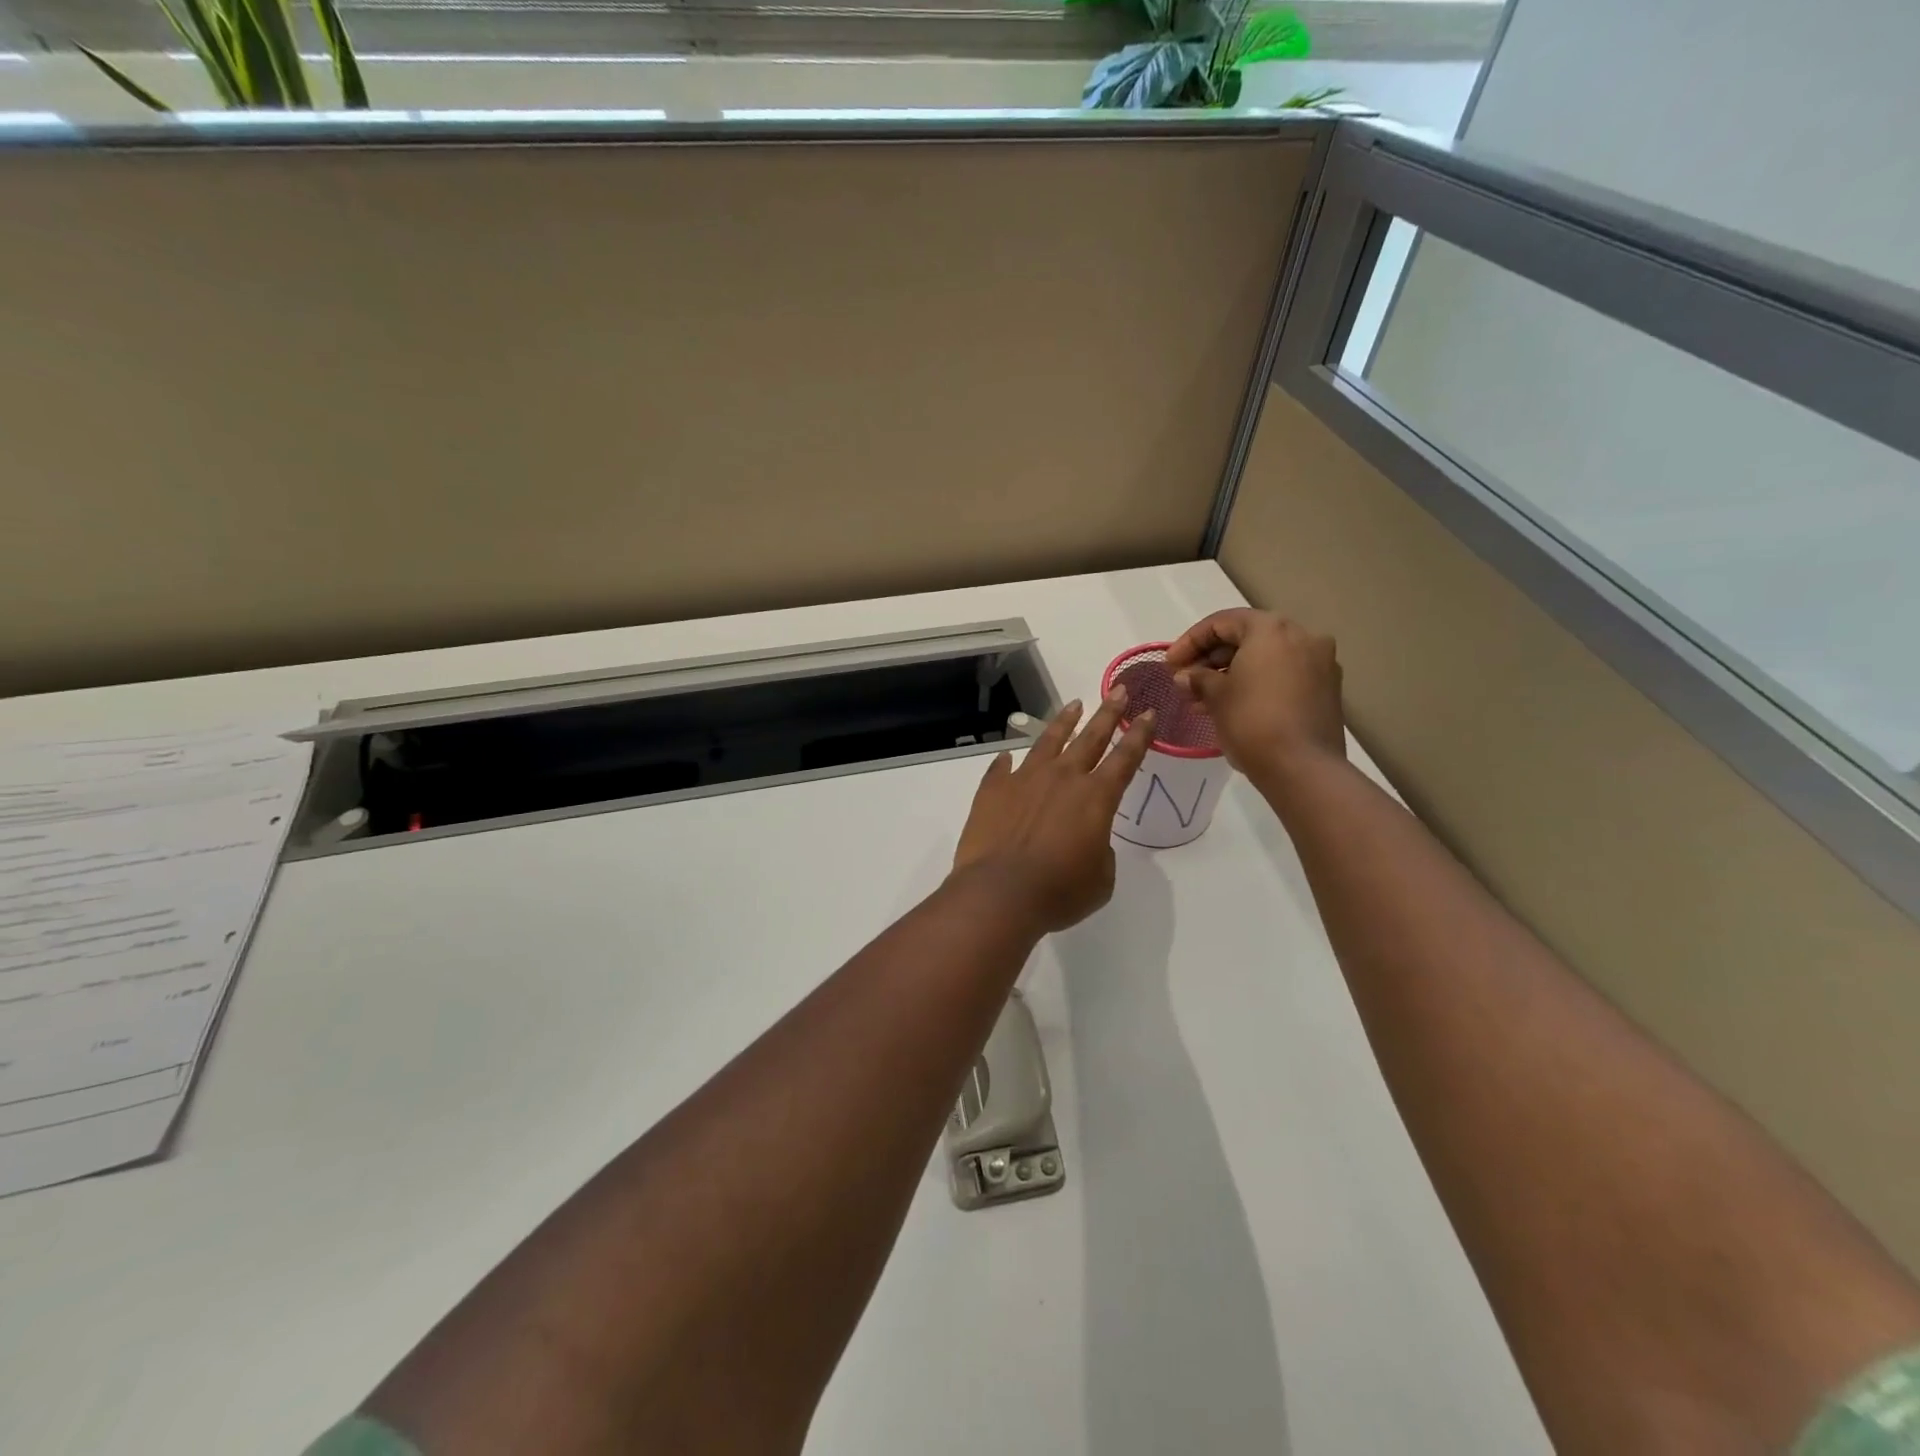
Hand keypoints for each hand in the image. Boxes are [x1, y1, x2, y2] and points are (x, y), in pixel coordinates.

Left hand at [951, 690, 1155, 932]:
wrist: (1000, 893)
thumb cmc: (1059, 892)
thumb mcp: (1100, 878)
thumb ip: (1099, 849)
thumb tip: (1083, 837)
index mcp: (1096, 798)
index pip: (1125, 758)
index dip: (1140, 735)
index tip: (1148, 712)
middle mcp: (1062, 778)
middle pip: (1091, 737)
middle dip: (1108, 712)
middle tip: (1118, 690)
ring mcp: (1024, 779)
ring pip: (1048, 741)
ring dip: (1063, 722)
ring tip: (1073, 705)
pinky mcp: (993, 789)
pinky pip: (1002, 768)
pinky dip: (1007, 761)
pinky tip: (1008, 756)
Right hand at [1163, 610, 1345, 777]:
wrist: (1302, 767)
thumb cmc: (1252, 721)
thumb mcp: (1215, 696)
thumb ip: (1197, 678)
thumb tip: (1186, 676)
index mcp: (1271, 629)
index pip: (1222, 623)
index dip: (1190, 641)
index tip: (1169, 665)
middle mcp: (1301, 636)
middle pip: (1246, 637)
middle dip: (1211, 659)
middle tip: (1185, 682)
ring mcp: (1319, 663)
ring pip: (1265, 658)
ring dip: (1232, 674)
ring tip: (1202, 701)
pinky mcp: (1326, 689)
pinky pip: (1282, 675)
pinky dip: (1256, 683)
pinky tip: (1233, 706)